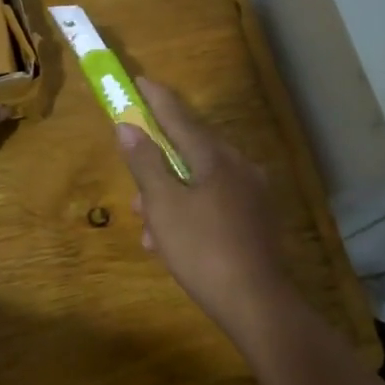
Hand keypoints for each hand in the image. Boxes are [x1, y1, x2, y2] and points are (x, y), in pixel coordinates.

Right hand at [115, 80, 295, 341]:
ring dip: (171, 197)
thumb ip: (145, 163)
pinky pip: (215, 203)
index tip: (139, 81)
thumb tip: (128, 127)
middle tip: (136, 189)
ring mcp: (252, 194)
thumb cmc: (202, 249)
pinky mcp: (257, 220)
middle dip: (158, 165)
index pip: (179, 118)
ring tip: (149, 228)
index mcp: (216, 158)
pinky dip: (191, 213)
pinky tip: (173, 242)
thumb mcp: (164, 206)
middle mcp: (239, 167)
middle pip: (190, 151)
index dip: (156, 99)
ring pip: (200, 182)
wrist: (256, 303)